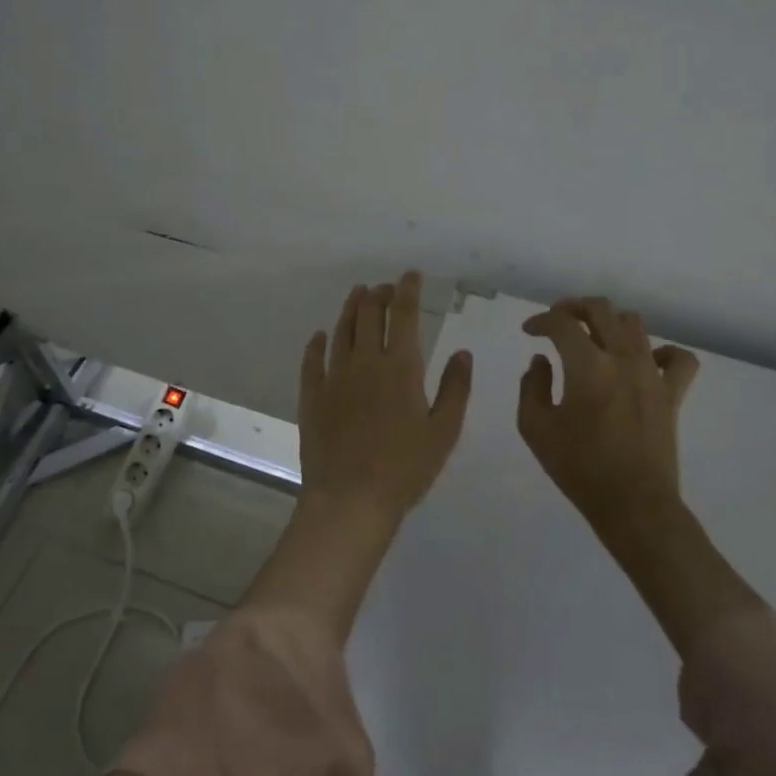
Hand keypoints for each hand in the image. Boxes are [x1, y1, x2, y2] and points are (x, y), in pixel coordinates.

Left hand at [244, 273, 472, 641]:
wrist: (350, 500)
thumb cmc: (406, 468)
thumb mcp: (444, 431)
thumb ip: (455, 387)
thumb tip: (463, 352)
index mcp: (400, 367)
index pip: (403, 315)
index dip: (407, 291)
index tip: (410, 275)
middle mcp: (365, 363)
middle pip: (368, 316)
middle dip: (378, 295)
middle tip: (384, 287)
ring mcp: (334, 378)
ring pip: (341, 332)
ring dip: (350, 309)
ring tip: (356, 294)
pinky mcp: (312, 397)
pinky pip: (312, 362)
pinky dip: (316, 345)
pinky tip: (318, 337)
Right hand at [517, 297, 699, 539]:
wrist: (633, 505)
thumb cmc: (579, 468)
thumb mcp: (536, 429)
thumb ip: (532, 387)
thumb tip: (541, 361)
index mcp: (587, 365)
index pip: (561, 323)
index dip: (541, 320)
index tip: (529, 331)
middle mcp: (622, 358)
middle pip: (600, 309)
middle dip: (574, 307)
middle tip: (558, 321)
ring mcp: (652, 374)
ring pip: (635, 324)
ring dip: (610, 323)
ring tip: (596, 337)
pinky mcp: (672, 394)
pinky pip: (679, 360)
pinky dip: (663, 352)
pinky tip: (647, 361)